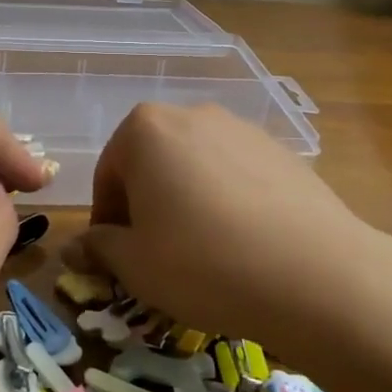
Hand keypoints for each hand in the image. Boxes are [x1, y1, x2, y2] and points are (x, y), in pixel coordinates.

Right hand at [66, 103, 391, 358]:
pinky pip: (238, 175)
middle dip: (147, 205)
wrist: (316, 276)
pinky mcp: (284, 152)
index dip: (107, 220)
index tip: (118, 257)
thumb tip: (75, 247)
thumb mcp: (135, 264)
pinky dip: (229, 202)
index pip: (108, 174)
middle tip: (158, 254)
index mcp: (145, 130)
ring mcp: (243, 129)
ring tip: (205, 252)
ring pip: (196, 167)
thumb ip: (99, 247)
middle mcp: (192, 115)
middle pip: (152, 162)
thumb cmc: (203, 264)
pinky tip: (245, 245)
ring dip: (188, 201)